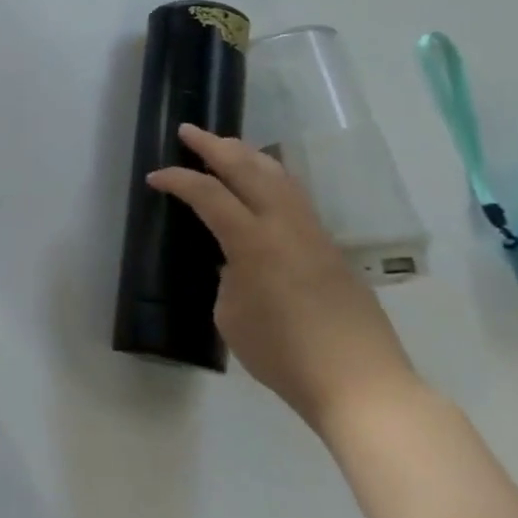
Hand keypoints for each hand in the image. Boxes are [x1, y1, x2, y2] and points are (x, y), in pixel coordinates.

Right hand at [150, 125, 418, 436]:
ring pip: (279, 175)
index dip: (178, 179)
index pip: (209, 194)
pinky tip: (262, 181)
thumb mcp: (231, 316)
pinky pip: (295, 196)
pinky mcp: (331, 247)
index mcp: (254, 243)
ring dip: (247, 154)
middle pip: (248, 168)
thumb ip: (229, 276)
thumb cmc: (284, 356)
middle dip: (214, 146)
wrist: (362, 386)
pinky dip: (270, 176)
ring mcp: (314, 234)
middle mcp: (285, 226)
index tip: (155, 177)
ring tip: (225, 145)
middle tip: (188, 131)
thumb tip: (236, 262)